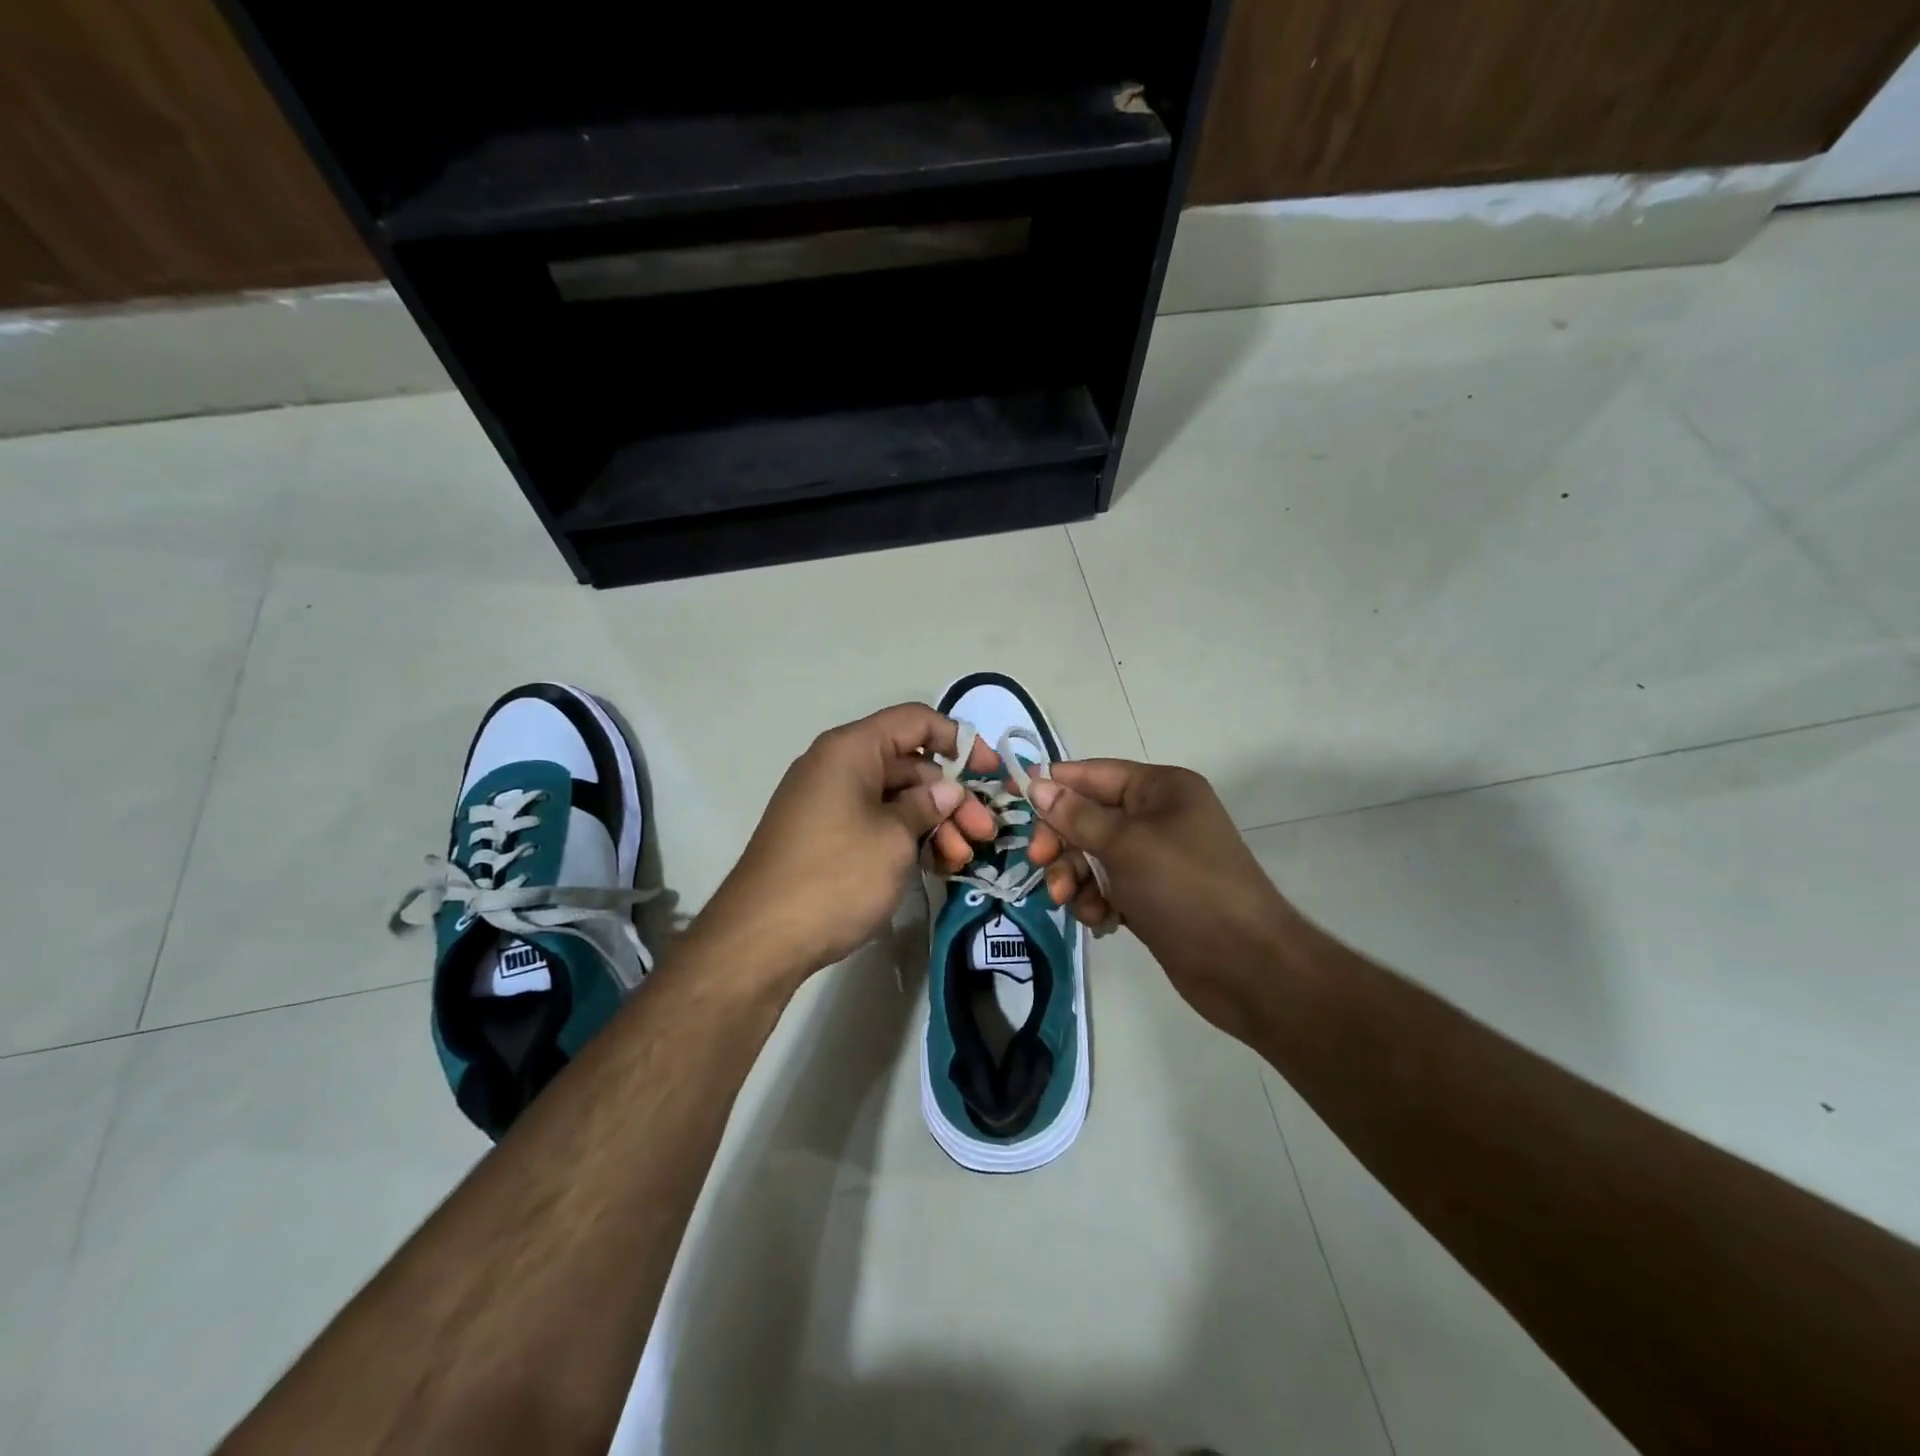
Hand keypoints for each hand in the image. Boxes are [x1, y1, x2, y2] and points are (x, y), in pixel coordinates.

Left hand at [699, 704, 999, 981]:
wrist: (760, 939)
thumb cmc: (835, 876)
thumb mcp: (894, 838)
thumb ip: (927, 806)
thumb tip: (948, 789)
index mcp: (851, 749)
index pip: (915, 722)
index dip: (959, 740)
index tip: (991, 773)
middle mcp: (838, 766)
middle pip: (909, 765)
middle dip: (952, 797)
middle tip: (983, 834)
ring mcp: (829, 802)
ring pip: (895, 799)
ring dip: (934, 823)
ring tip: (961, 860)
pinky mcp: (826, 836)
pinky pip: (875, 822)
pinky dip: (906, 838)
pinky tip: (935, 866)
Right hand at [1025, 760, 1292, 1035]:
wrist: (1245, 966)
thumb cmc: (1185, 888)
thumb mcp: (1126, 844)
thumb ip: (1076, 816)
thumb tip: (1036, 783)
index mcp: (1160, 788)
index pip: (1093, 774)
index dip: (1052, 785)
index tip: (1011, 798)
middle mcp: (1157, 817)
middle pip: (1088, 816)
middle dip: (1062, 841)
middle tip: (1042, 863)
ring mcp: (1154, 859)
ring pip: (1092, 856)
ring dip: (1075, 876)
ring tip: (1070, 901)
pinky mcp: (1150, 896)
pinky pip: (1107, 887)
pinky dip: (1095, 900)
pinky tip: (1100, 919)